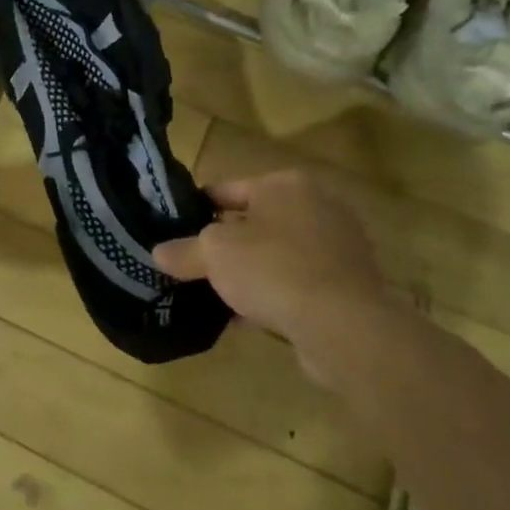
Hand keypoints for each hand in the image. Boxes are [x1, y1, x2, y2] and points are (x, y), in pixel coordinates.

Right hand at [154, 169, 400, 384]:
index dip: (198, 209)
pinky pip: (299, 282)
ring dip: (251, 272)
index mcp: (286, 184)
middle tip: (195, 264)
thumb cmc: (273, 269)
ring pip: (278, 254)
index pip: (229, 189)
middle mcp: (318, 205)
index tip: (175, 230)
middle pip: (256, 222)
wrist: (344, 325)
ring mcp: (339, 245)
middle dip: (226, 244)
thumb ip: (184, 251)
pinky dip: (276, 294)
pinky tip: (250, 317)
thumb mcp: (214, 254)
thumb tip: (158, 252)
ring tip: (218, 294)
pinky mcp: (350, 283)